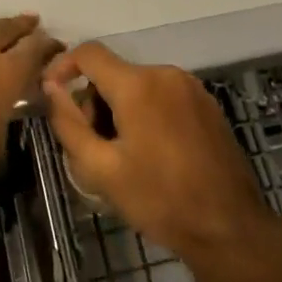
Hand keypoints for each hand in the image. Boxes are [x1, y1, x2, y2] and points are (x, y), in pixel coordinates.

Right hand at [43, 43, 279, 272]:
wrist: (230, 228)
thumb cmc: (160, 200)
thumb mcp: (101, 169)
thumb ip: (69, 123)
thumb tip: (51, 88)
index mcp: (138, 85)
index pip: (89, 53)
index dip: (63, 67)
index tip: (52, 96)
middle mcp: (165, 73)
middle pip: (114, 73)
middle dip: (94, 103)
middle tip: (93, 147)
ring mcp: (191, 87)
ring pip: (138, 86)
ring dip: (120, 111)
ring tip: (123, 157)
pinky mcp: (207, 104)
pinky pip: (163, 96)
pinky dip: (146, 114)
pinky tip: (152, 154)